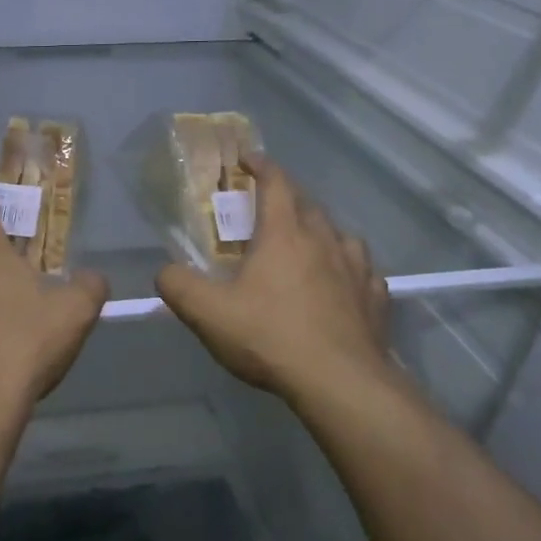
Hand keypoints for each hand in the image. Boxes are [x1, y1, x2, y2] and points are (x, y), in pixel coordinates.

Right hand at [156, 153, 404, 406]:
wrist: (341, 383)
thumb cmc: (270, 337)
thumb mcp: (208, 313)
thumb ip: (177, 286)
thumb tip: (164, 272)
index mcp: (284, 234)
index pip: (275, 183)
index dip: (261, 166)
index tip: (248, 158)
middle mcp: (324, 241)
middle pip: (308, 204)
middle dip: (287, 196)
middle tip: (268, 206)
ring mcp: (356, 269)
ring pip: (340, 234)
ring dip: (321, 230)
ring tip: (308, 243)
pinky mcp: (376, 300)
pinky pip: (363, 270)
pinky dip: (349, 266)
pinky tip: (343, 283)